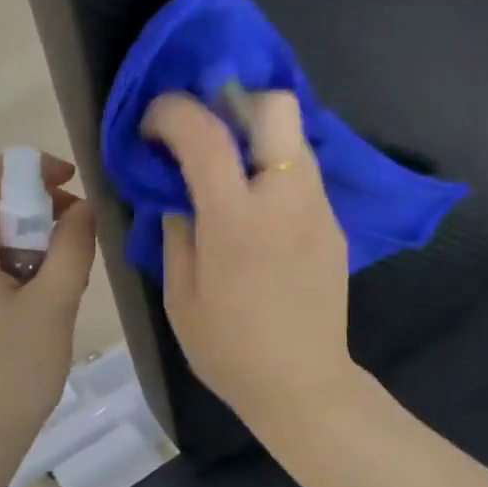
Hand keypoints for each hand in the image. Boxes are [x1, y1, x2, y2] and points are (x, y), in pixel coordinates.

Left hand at [0, 153, 96, 466]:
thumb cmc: (10, 373)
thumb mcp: (53, 305)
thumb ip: (72, 247)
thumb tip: (82, 208)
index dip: (32, 169)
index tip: (73, 186)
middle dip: (36, 210)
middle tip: (77, 240)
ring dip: (28, 243)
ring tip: (64, 279)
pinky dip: (13, 268)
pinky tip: (39, 304)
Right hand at [143, 91, 357, 430]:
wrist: (302, 385)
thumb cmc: (229, 348)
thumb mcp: (180, 294)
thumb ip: (176, 230)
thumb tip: (176, 192)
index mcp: (236, 220)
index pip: (206, 134)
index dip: (172, 112)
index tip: (152, 124)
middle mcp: (286, 200)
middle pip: (277, 107)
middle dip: (236, 101)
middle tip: (206, 132)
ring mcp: (319, 209)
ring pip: (294, 137)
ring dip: (257, 136)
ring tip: (230, 170)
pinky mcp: (335, 225)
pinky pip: (304, 174)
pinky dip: (276, 170)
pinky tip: (259, 209)